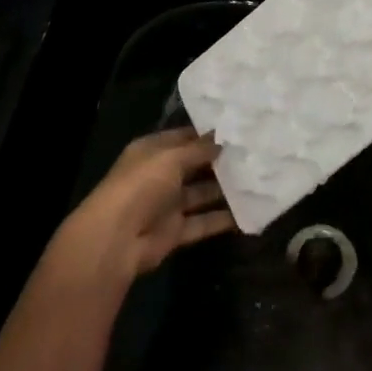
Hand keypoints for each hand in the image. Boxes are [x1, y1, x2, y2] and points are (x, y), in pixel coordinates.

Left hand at [47, 128, 236, 289]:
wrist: (116, 240)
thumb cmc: (141, 185)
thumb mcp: (172, 157)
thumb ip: (199, 149)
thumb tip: (221, 139)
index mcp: (152, 152)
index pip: (183, 137)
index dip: (207, 134)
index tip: (237, 130)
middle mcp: (159, 176)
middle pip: (194, 165)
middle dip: (219, 161)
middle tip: (253, 153)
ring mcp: (166, 205)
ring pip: (201, 194)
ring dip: (224, 189)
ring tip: (256, 179)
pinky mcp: (174, 232)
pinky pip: (202, 222)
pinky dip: (222, 219)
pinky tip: (248, 211)